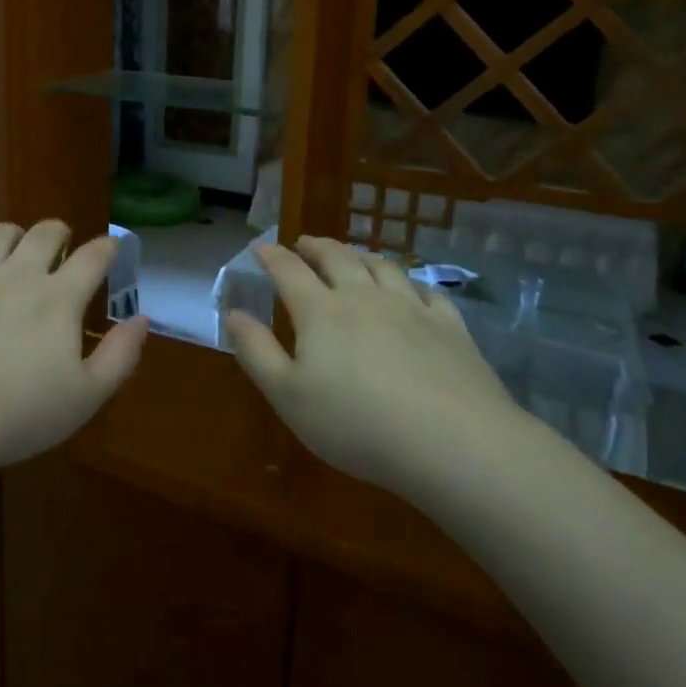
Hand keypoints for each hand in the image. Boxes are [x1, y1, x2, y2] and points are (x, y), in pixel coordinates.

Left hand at [0, 220, 149, 478]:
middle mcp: (17, 274)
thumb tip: (141, 318)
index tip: (111, 248)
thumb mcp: (85, 397)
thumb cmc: (18, 416)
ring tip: (14, 252)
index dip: (107, 247)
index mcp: (58, 298)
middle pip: (45, 232)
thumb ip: (120, 355)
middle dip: (59, 233)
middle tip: (61, 247)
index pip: (93, 256)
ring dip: (13, 237)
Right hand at [224, 236, 527, 492]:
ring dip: (360, 255)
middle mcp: (364, 297)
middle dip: (315, 246)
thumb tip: (232, 313)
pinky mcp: (450, 326)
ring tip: (352, 256)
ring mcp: (411, 308)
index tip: (260, 246)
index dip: (271, 255)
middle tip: (303, 243)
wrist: (453, 443)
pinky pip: (427, 291)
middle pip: (337, 257)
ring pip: (382, 266)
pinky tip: (410, 289)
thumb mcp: (288, 396)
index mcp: (320, 312)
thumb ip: (256, 352)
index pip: (288, 270)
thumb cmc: (356, 424)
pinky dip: (410, 282)